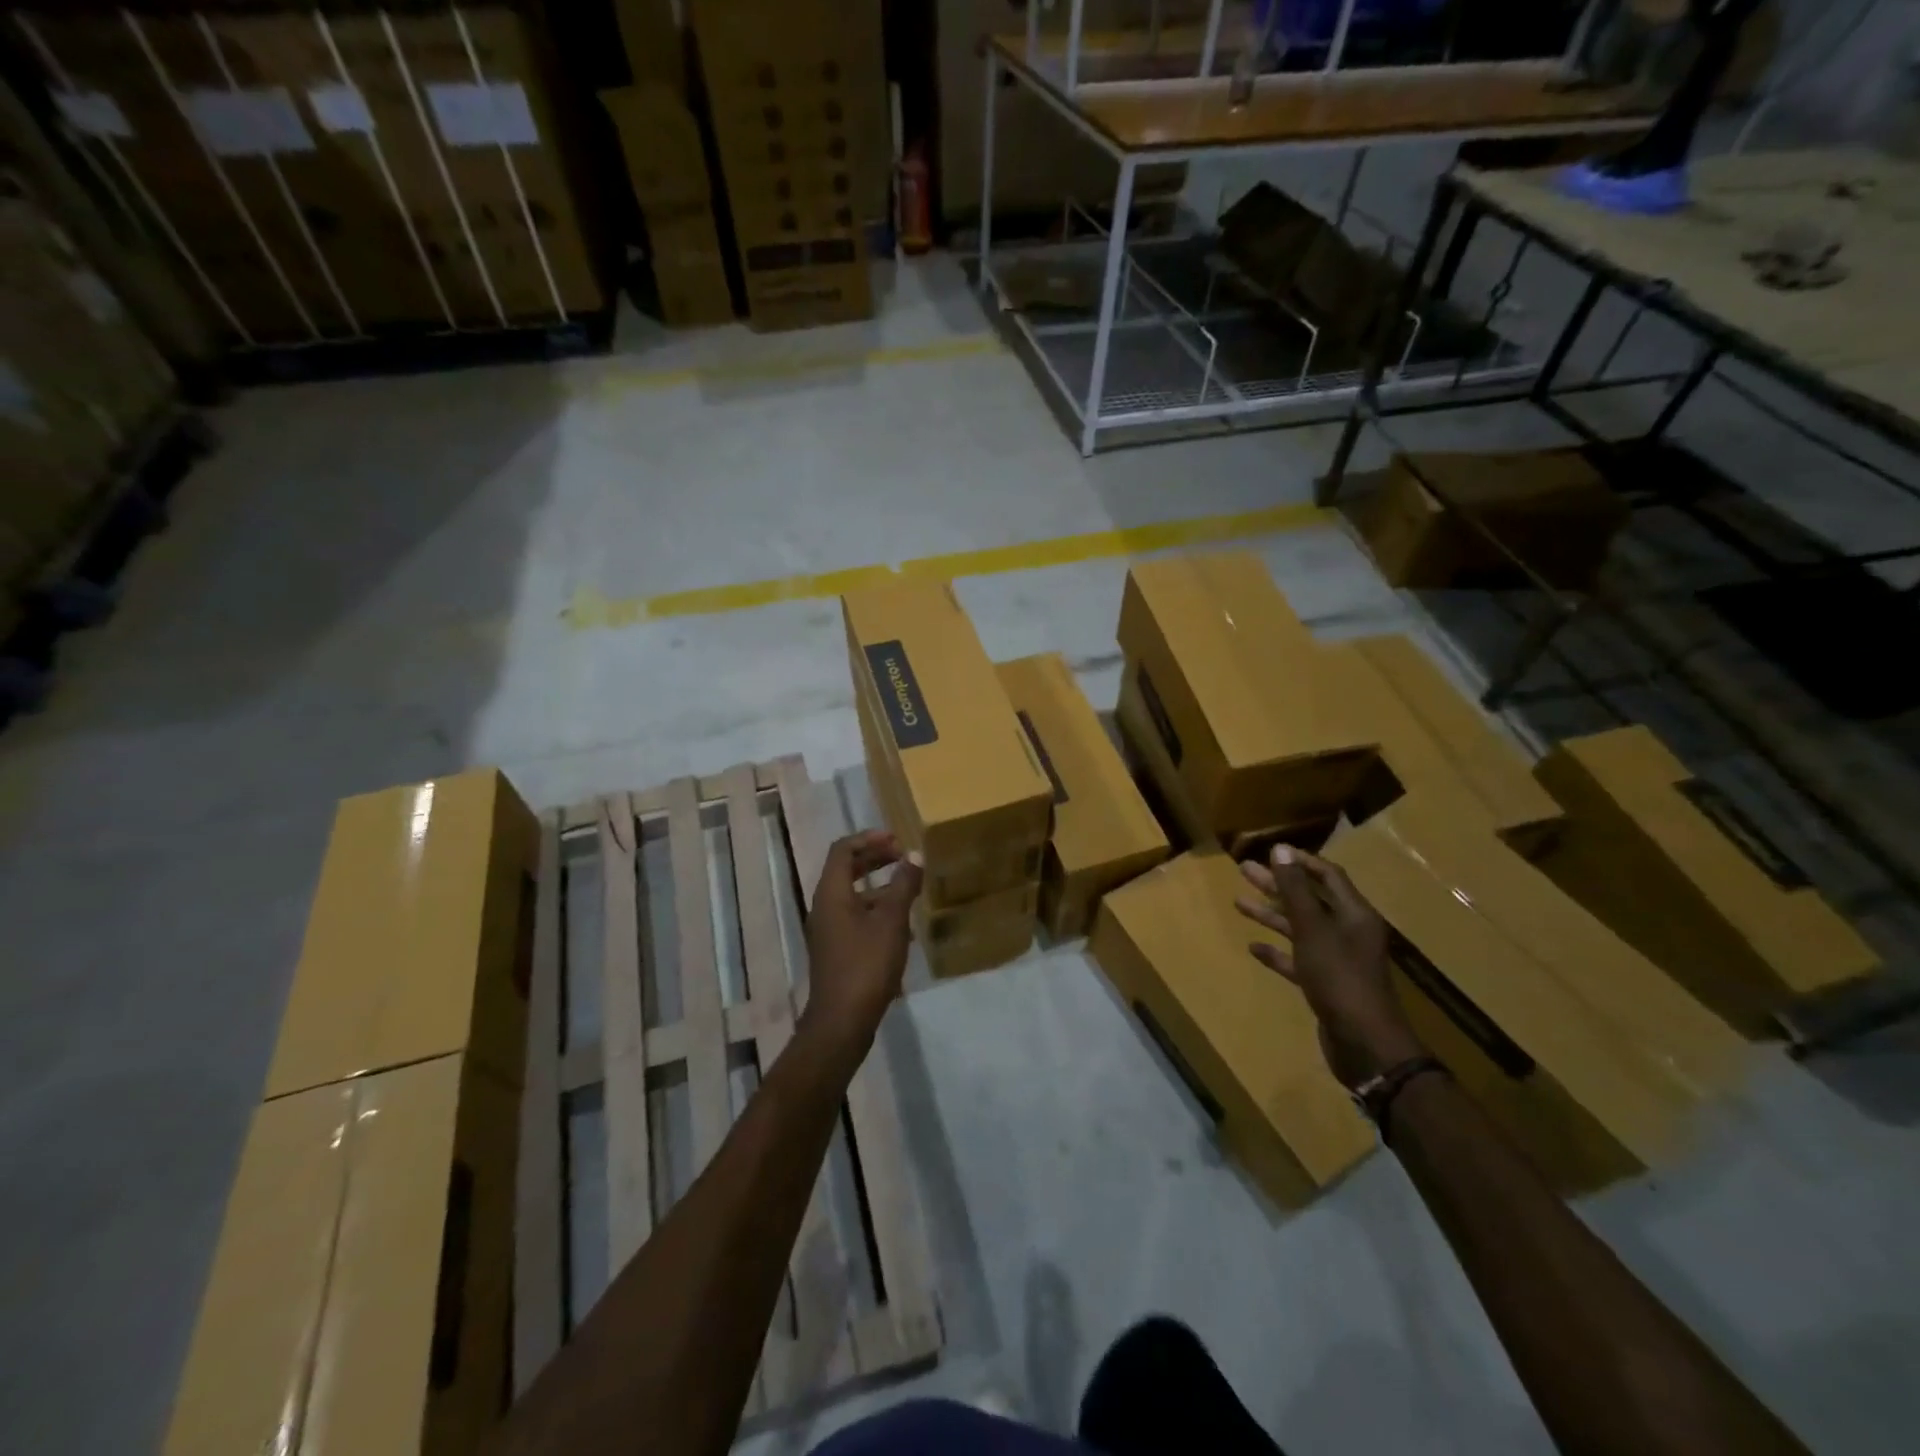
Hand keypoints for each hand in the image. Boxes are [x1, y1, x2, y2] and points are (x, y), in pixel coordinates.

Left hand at [801, 831, 923, 1054]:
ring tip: (909, 888)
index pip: (843, 850)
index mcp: (831, 893)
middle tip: (903, 857)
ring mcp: (828, 930)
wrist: (841, 1022)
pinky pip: (855, 917)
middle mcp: (824, 906)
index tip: (896, 839)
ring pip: (853, 895)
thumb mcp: (891, 921)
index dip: (869, 838)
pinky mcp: (836, 950)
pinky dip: (876, 910)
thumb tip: (914, 855)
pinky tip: (903, 926)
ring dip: (879, 886)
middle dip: (875, 859)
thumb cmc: (866, 965)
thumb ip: (903, 885)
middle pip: (846, 870)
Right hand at [1235, 846, 1424, 1086]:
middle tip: (1244, 870)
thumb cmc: (1339, 977)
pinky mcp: (1325, 984)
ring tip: (1238, 903)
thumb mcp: (1313, 929)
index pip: (1328, 875)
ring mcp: (1336, 960)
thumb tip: (1281, 849)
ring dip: (1271, 915)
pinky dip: (1277, 952)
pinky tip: (1253, 948)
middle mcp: (1348, 932)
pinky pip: (1297, 960)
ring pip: (1300, 928)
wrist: (1364, 1043)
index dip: (1300, 862)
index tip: (1270, 852)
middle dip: (1277, 885)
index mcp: (1354, 914)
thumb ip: (1295, 890)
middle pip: (1310, 899)